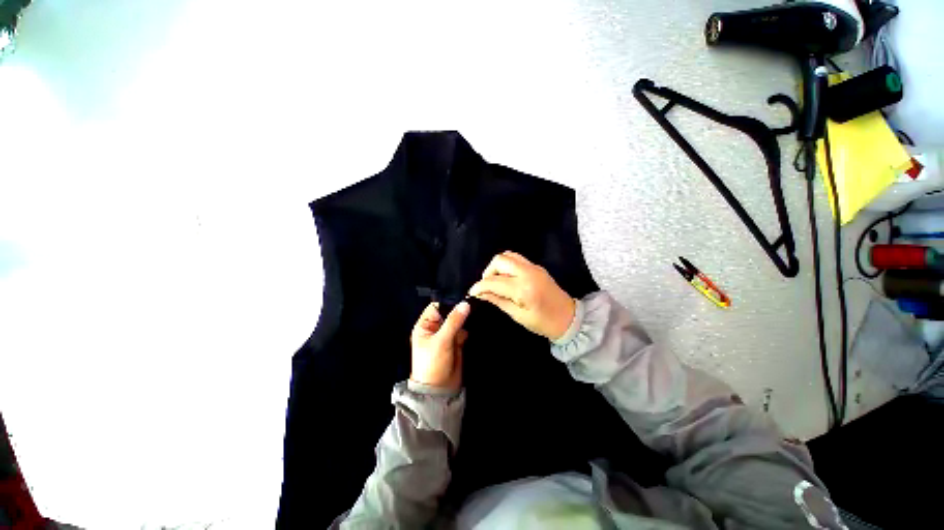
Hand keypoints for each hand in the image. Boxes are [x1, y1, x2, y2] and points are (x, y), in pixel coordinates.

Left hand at [410, 301, 470, 390]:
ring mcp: (447, 335)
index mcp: (425, 326)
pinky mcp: (457, 343)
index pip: (437, 307)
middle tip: (474, 306)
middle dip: (460, 311)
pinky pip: (463, 331)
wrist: (440, 391)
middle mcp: (435, 328)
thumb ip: (454, 321)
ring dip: (465, 320)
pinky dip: (468, 330)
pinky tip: (475, 326)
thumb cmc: (433, 364)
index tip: (464, 300)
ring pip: (458, 321)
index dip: (449, 303)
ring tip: (476, 316)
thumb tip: (465, 304)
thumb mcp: (442, 340)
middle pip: (449, 313)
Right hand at [468, 251, 575, 340]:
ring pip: (508, 255)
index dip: (479, 286)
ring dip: (497, 266)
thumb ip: (498, 300)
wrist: (569, 318)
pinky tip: (507, 279)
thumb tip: (481, 294)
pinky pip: (516, 259)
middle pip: (499, 260)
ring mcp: (533, 267)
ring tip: (496, 281)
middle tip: (487, 286)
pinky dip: (507, 265)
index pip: (493, 281)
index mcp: (523, 288)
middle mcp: (527, 272)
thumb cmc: (543, 323)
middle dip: (488, 272)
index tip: (472, 292)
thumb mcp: (517, 315)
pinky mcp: (537, 267)